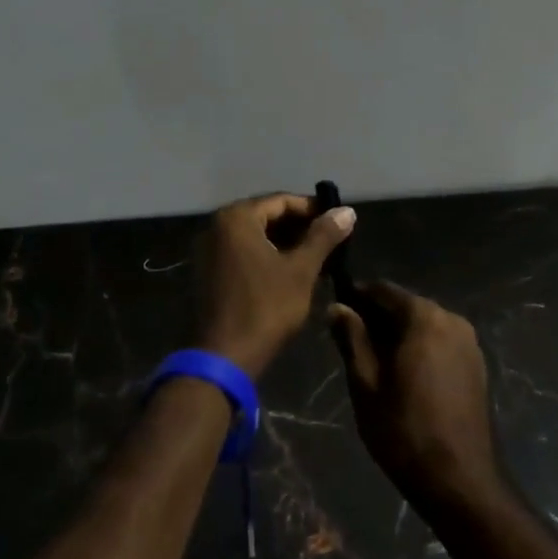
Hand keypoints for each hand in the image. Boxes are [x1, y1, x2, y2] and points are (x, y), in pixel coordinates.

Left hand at [196, 193, 354, 379]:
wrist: (225, 358)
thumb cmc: (265, 308)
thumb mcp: (301, 270)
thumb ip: (323, 236)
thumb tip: (347, 211)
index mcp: (237, 218)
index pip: (282, 200)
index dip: (313, 209)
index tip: (339, 221)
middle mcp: (218, 226)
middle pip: (267, 216)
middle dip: (301, 228)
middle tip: (331, 241)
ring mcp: (211, 250)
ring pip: (257, 236)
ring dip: (287, 243)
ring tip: (319, 258)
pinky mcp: (210, 272)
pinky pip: (244, 253)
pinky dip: (269, 256)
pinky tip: (293, 272)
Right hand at [328, 281, 500, 512]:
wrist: (461, 482)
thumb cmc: (404, 430)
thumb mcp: (366, 384)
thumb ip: (351, 339)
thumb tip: (338, 306)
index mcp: (424, 316)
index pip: (383, 290)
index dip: (358, 297)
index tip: (339, 312)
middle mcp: (451, 318)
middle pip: (406, 305)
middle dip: (379, 318)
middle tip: (352, 343)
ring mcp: (469, 342)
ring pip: (424, 325)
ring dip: (400, 335)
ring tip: (375, 363)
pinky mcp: (477, 365)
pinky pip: (441, 342)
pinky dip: (421, 348)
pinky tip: (405, 376)